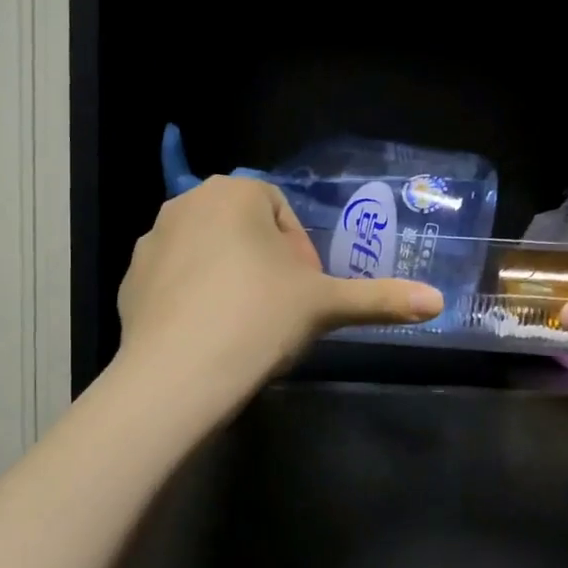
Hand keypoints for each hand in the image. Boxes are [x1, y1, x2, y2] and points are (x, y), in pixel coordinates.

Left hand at [116, 175, 442, 404]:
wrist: (177, 375)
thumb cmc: (258, 320)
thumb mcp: (325, 306)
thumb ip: (381, 299)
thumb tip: (438, 302)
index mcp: (235, 192)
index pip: (281, 213)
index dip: (300, 253)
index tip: (305, 292)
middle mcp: (187, 203)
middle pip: (244, 230)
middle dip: (266, 264)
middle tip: (280, 310)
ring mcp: (151, 241)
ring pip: (208, 254)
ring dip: (230, 280)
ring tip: (244, 327)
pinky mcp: (129, 280)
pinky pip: (175, 281)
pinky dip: (194, 300)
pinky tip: (208, 337)